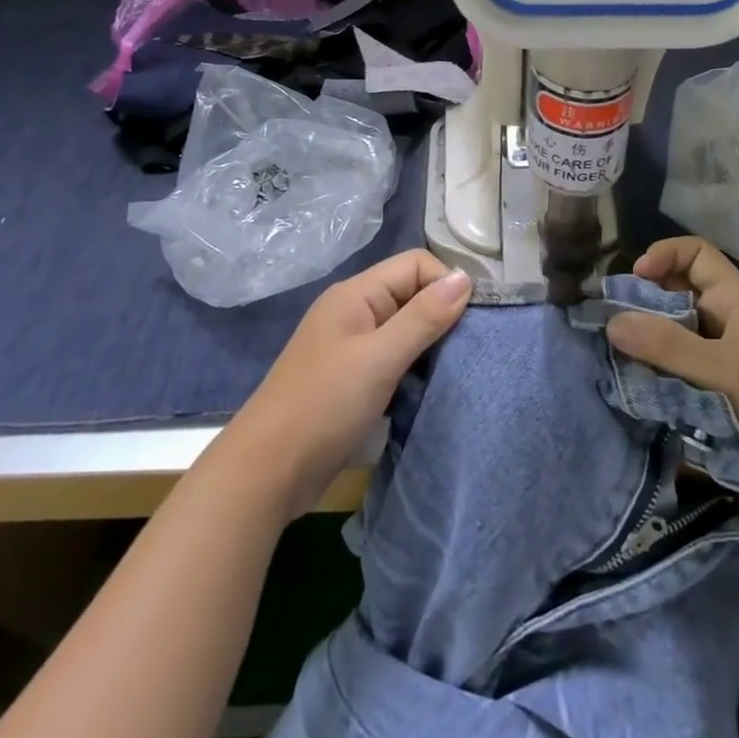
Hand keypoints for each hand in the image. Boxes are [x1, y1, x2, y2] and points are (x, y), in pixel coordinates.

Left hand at [216, 250, 471, 519]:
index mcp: (356, 294)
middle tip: (472, 347)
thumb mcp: (379, 358)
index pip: (416, 264)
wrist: (266, 473)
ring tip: (458, 367)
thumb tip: (466, 278)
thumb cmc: (324, 406)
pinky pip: (396, 357)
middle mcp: (355, 312)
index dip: (446, 284)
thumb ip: (423, 317)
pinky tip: (431, 386)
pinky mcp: (353, 378)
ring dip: (431, 344)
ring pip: (406, 328)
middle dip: (443, 314)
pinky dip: (416, 366)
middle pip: (412, 293)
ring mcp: (352, 346)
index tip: (473, 321)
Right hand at [608, 237, 738, 535]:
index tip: (634, 279)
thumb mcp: (724, 371)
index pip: (696, 255)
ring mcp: (712, 363)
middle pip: (674, 294)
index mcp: (736, 304)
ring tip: (607, 354)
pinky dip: (644, 374)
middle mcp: (722, 326)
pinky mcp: (702, 397)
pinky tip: (622, 384)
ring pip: (665, 336)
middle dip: (640, 302)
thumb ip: (668, 344)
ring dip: (638, 343)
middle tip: (606, 320)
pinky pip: (665, 373)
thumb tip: (611, 321)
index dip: (664, 255)